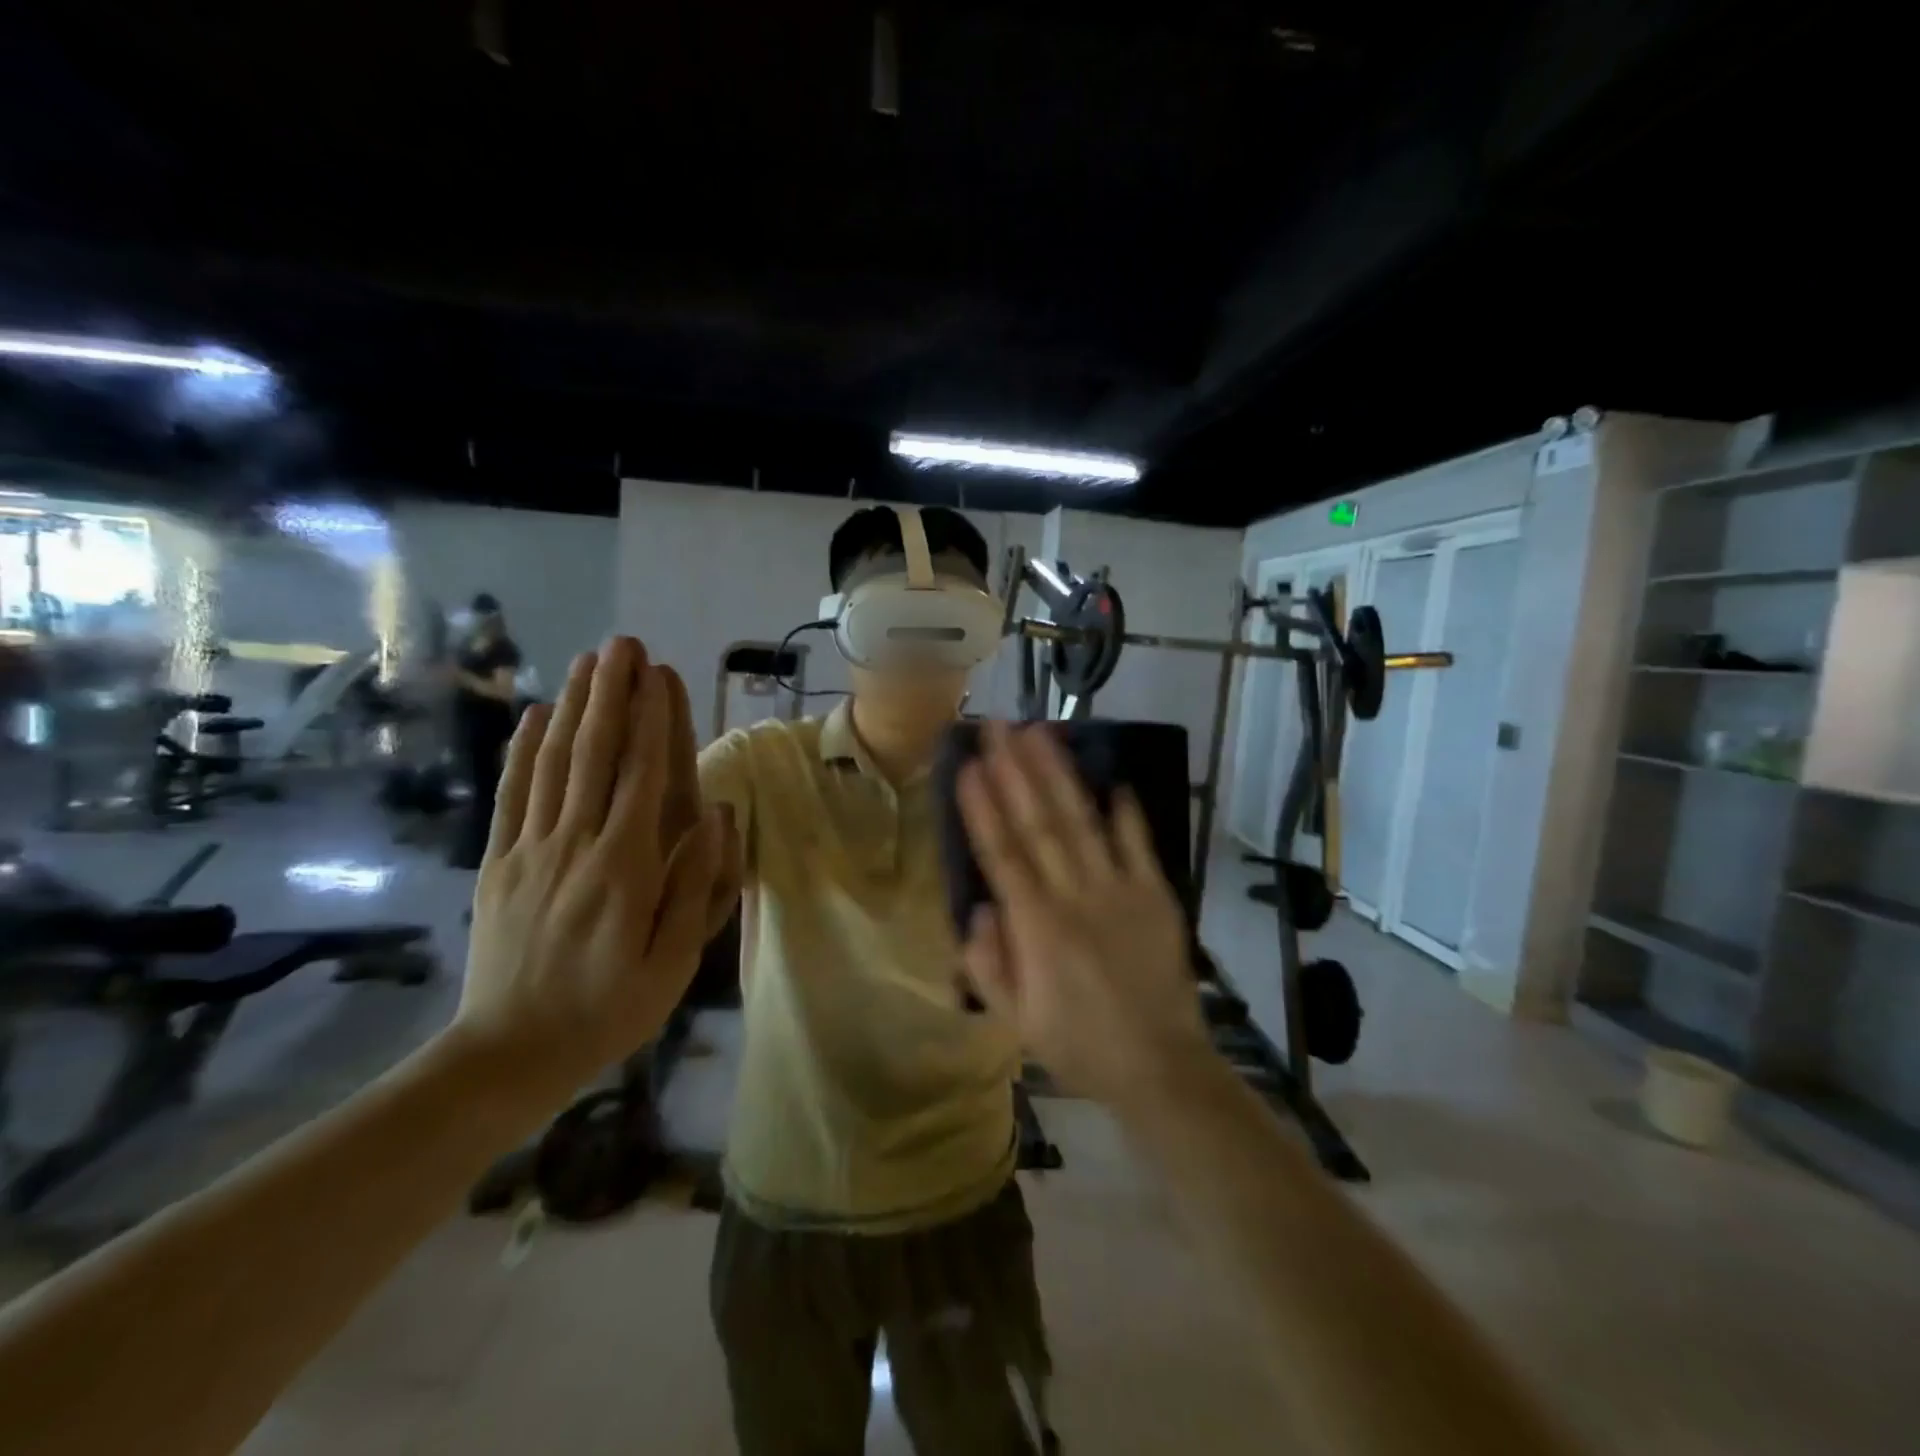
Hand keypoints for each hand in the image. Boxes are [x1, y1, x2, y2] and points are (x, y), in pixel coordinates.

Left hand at [447, 637, 738, 1099]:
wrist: (508, 1055)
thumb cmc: (607, 1011)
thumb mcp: (672, 964)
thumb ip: (694, 886)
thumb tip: (714, 814)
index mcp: (624, 868)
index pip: (642, 777)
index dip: (651, 720)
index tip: (658, 674)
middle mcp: (575, 845)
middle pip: (594, 755)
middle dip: (611, 694)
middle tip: (622, 643)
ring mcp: (530, 850)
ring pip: (553, 764)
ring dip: (573, 706)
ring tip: (587, 660)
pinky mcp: (499, 862)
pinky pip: (513, 794)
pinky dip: (524, 749)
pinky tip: (535, 715)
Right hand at [956, 721, 1211, 1108]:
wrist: (1160, 1067)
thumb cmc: (1078, 1044)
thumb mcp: (1017, 1020)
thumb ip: (989, 963)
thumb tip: (980, 907)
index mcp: (1037, 928)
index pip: (1002, 855)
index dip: (983, 807)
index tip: (970, 764)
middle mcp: (1075, 897)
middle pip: (1039, 824)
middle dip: (1015, 770)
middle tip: (998, 726)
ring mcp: (1120, 892)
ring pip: (1082, 823)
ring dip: (1059, 775)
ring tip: (1041, 733)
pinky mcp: (1155, 896)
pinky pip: (1138, 846)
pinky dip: (1126, 814)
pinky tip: (1113, 780)